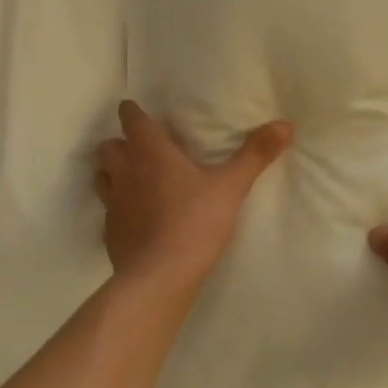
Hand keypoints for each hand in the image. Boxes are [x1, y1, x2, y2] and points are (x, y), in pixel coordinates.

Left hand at [95, 100, 292, 290]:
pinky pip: (108, 210)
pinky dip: (117, 207)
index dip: (132, 113)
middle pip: (108, 146)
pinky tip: (134, 217)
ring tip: (132, 178)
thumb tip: (285, 124)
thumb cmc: (195, 222)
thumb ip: (255, 154)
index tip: (136, 111)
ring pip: (101, 175)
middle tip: (139, 148)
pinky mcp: (110, 231)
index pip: (131, 119)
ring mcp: (112, 203)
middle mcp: (125, 171)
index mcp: (150, 152)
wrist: (159, 276)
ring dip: (112, 171)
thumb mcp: (232, 186)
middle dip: (120, 143)